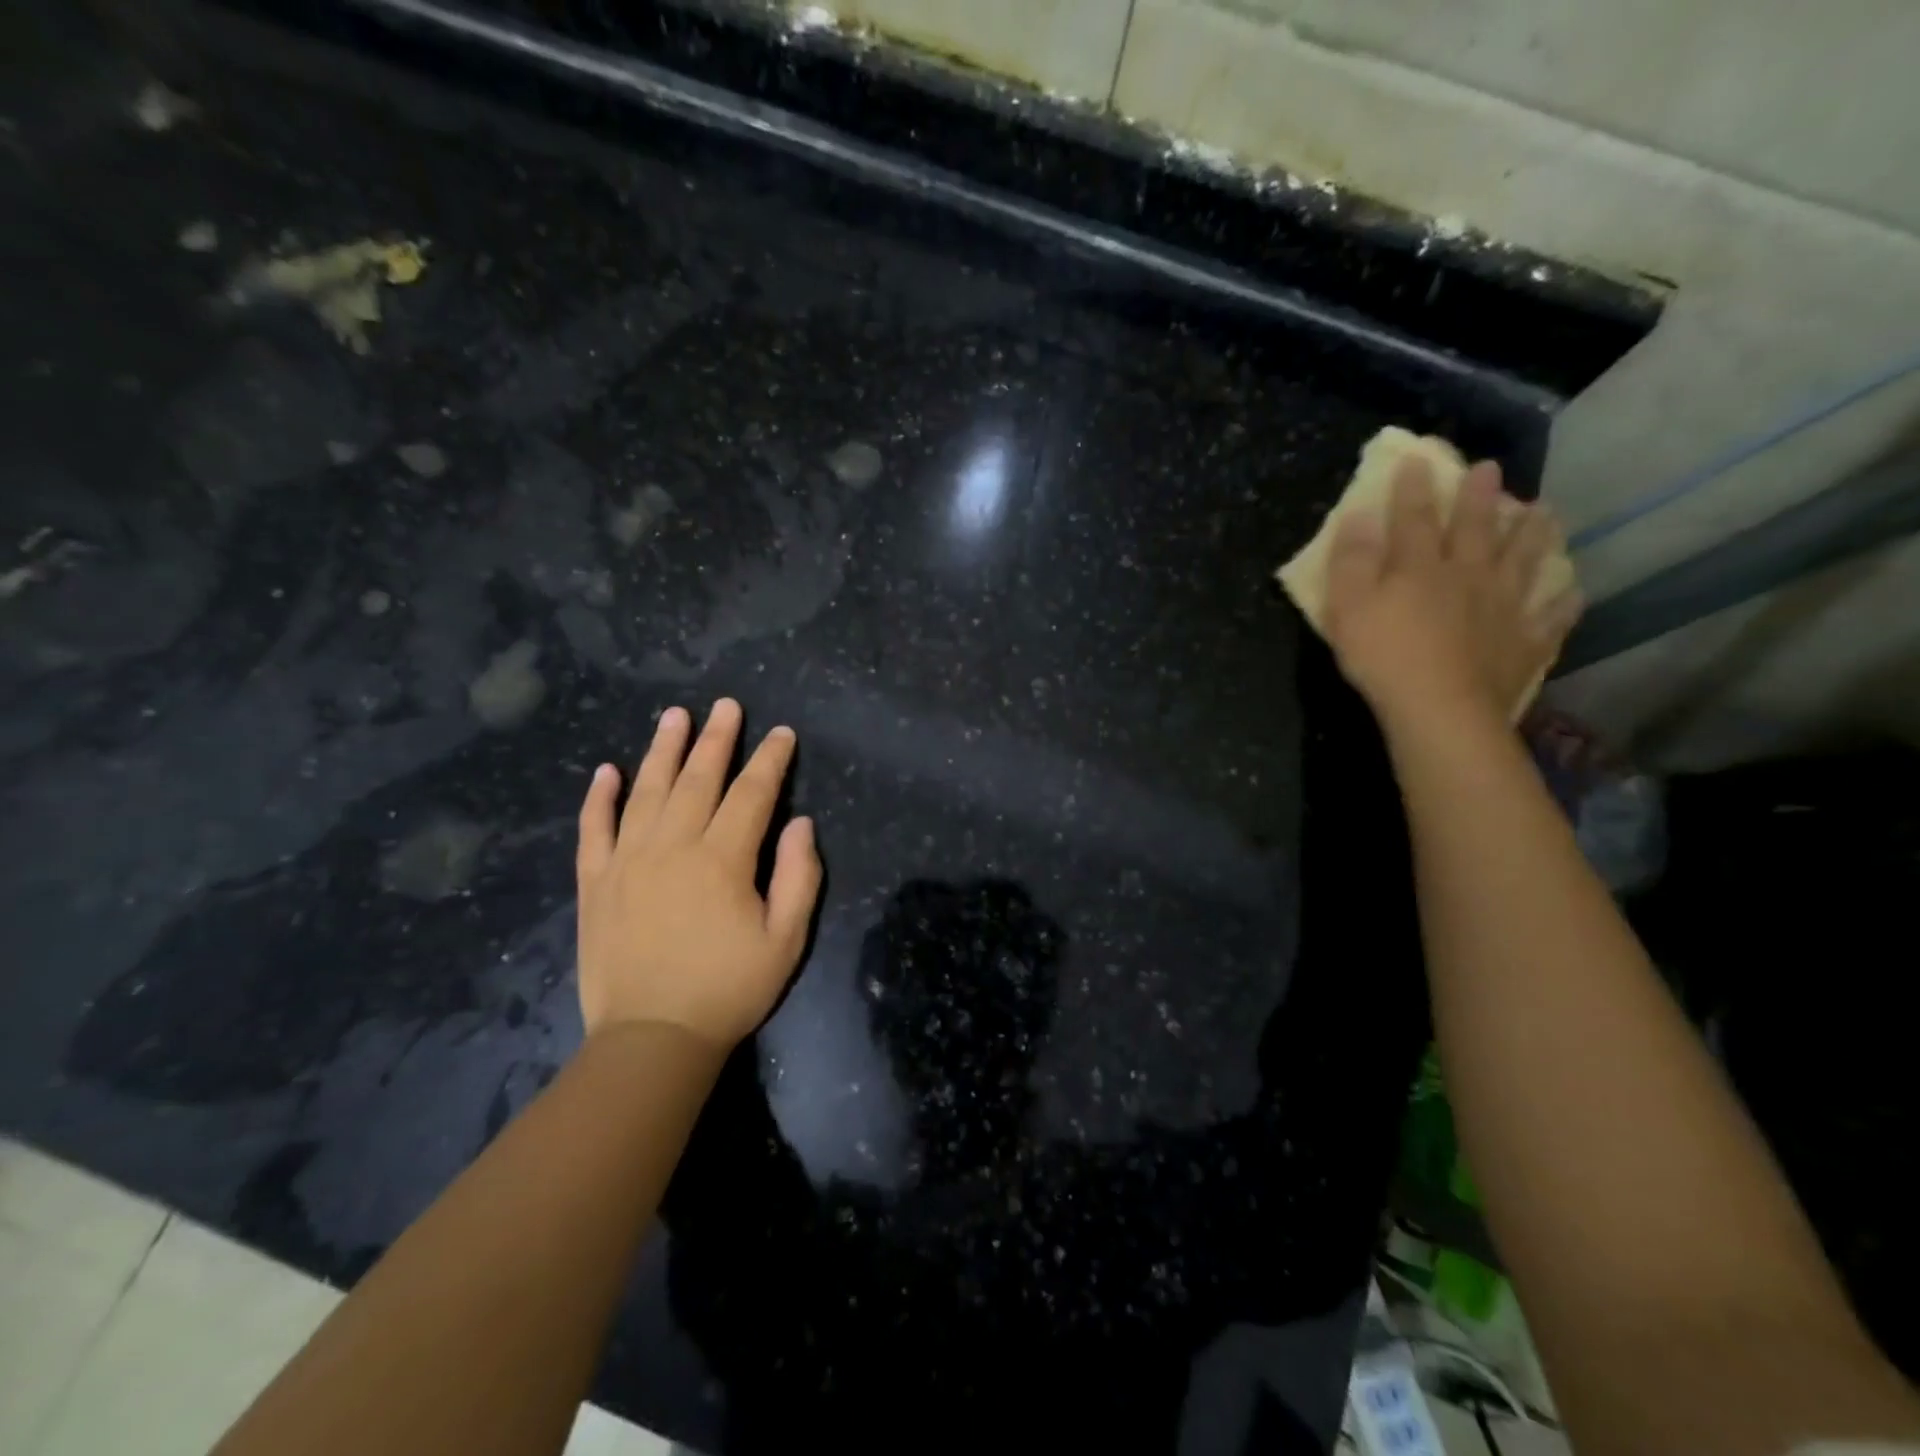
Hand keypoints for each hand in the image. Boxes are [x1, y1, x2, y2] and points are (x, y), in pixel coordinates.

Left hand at [574, 698, 821, 1050]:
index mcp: (722, 859)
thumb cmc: (729, 989)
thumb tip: (801, 824)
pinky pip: (593, 829)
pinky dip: (599, 798)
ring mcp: (627, 861)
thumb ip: (799, 877)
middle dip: (717, 739)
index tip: (781, 733)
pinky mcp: (596, 883)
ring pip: (646, 791)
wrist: (651, 1039)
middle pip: (698, 779)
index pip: (752, 793)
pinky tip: (606, 771)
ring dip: (662, 750)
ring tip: (674, 716)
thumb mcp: (786, 940)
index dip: (770, 760)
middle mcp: (673, 846)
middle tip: (726, 706)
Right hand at [1321, 457, 1582, 732]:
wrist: (1440, 709)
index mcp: (1420, 567)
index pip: (1415, 518)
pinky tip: (1572, 591)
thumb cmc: (1383, 657)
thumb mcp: (1347, 607)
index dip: (1414, 489)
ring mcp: (1504, 607)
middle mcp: (1468, 576)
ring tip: (1544, 512)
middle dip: (1480, 497)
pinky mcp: (1525, 642)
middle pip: (1476, 529)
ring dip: (1533, 534)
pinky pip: (1551, 617)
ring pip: (1524, 561)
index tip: (1419, 460)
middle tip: (1492, 469)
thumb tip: (1358, 515)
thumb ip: (1351, 560)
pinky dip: (1563, 601)